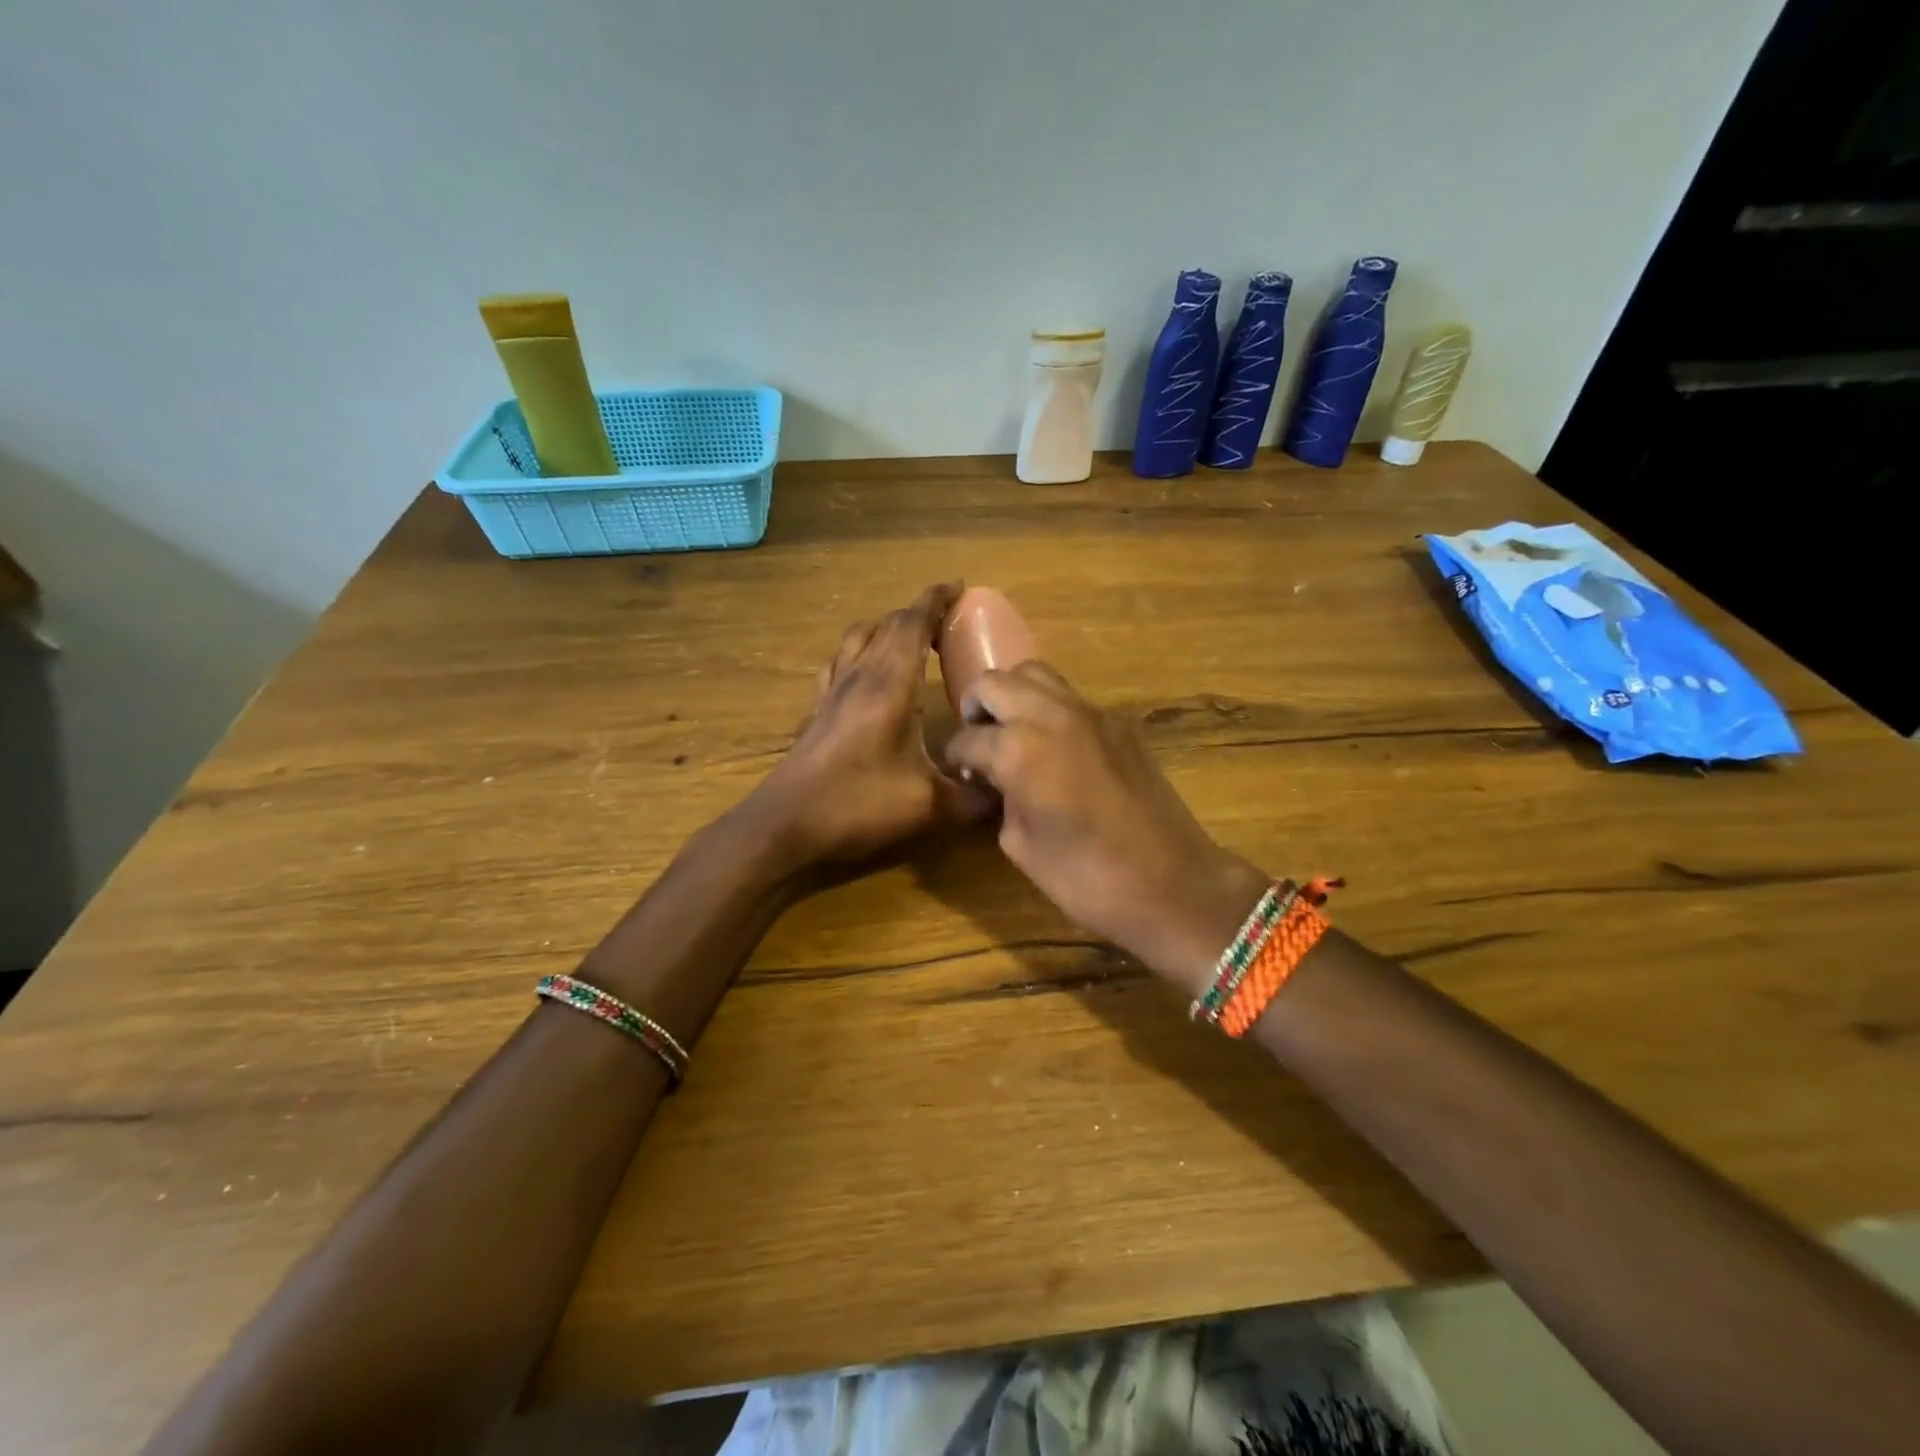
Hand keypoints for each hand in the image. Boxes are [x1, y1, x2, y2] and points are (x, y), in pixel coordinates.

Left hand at [748, 582, 992, 868]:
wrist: (785, 828)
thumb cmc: (858, 806)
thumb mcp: (929, 806)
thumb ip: (974, 797)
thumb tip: (1008, 793)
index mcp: (889, 684)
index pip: (912, 623)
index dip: (936, 600)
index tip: (960, 587)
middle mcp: (857, 677)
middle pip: (884, 625)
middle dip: (916, 614)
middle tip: (945, 624)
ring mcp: (830, 693)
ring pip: (855, 639)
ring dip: (883, 630)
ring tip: (907, 643)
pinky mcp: (816, 713)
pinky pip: (837, 665)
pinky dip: (858, 655)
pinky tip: (866, 678)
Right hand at [945, 663, 1269, 994]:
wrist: (1172, 883)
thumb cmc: (1086, 877)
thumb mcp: (1020, 845)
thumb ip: (1001, 798)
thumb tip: (997, 780)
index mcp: (1020, 749)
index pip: (968, 737)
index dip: (956, 756)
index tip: (957, 772)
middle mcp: (1052, 715)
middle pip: (996, 683)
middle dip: (977, 708)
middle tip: (978, 742)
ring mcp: (1091, 713)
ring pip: (1036, 675)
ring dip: (1013, 696)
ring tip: (1012, 732)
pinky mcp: (1119, 723)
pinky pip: (1071, 698)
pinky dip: (1049, 709)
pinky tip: (1052, 747)